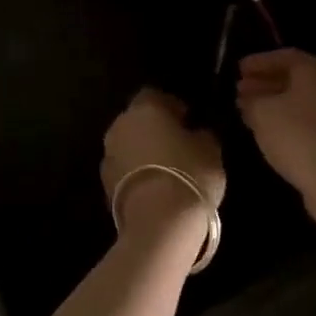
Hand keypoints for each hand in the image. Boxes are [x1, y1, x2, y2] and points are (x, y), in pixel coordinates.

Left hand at [102, 88, 225, 227]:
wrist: (158, 221)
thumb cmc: (189, 174)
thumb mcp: (210, 149)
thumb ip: (201, 133)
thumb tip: (195, 131)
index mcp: (144, 109)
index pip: (154, 95)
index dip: (172, 105)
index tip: (188, 119)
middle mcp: (119, 126)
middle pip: (137, 120)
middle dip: (154, 129)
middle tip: (178, 144)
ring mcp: (108, 155)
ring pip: (128, 145)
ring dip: (143, 151)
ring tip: (167, 168)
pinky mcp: (104, 183)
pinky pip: (124, 169)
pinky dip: (136, 173)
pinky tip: (155, 187)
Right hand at [236, 49, 315, 197]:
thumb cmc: (296, 135)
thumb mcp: (262, 113)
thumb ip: (252, 99)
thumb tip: (248, 96)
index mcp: (315, 69)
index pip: (284, 55)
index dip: (259, 61)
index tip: (237, 69)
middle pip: (295, 77)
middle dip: (266, 82)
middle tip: (240, 89)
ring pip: (301, 100)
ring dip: (275, 102)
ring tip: (249, 111)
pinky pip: (309, 119)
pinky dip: (288, 119)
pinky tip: (270, 131)